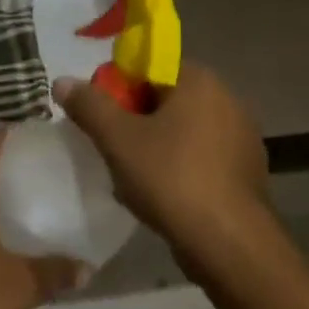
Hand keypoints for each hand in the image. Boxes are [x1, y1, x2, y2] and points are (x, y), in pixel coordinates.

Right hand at [56, 63, 274, 282]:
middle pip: (164, 98)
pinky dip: (177, 166)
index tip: (99, 116)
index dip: (117, 88)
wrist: (228, 242)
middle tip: (109, 146)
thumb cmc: (170, 178)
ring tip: (130, 175)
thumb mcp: (117, 138)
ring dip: (154, 145)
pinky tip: (160, 193)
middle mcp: (227, 99)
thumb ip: (89, 105)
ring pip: (181, 130)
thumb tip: (63, 81)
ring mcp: (241, 137)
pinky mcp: (245, 170)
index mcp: (199, 81)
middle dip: (133, 119)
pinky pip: (200, 156)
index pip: (148, 67)